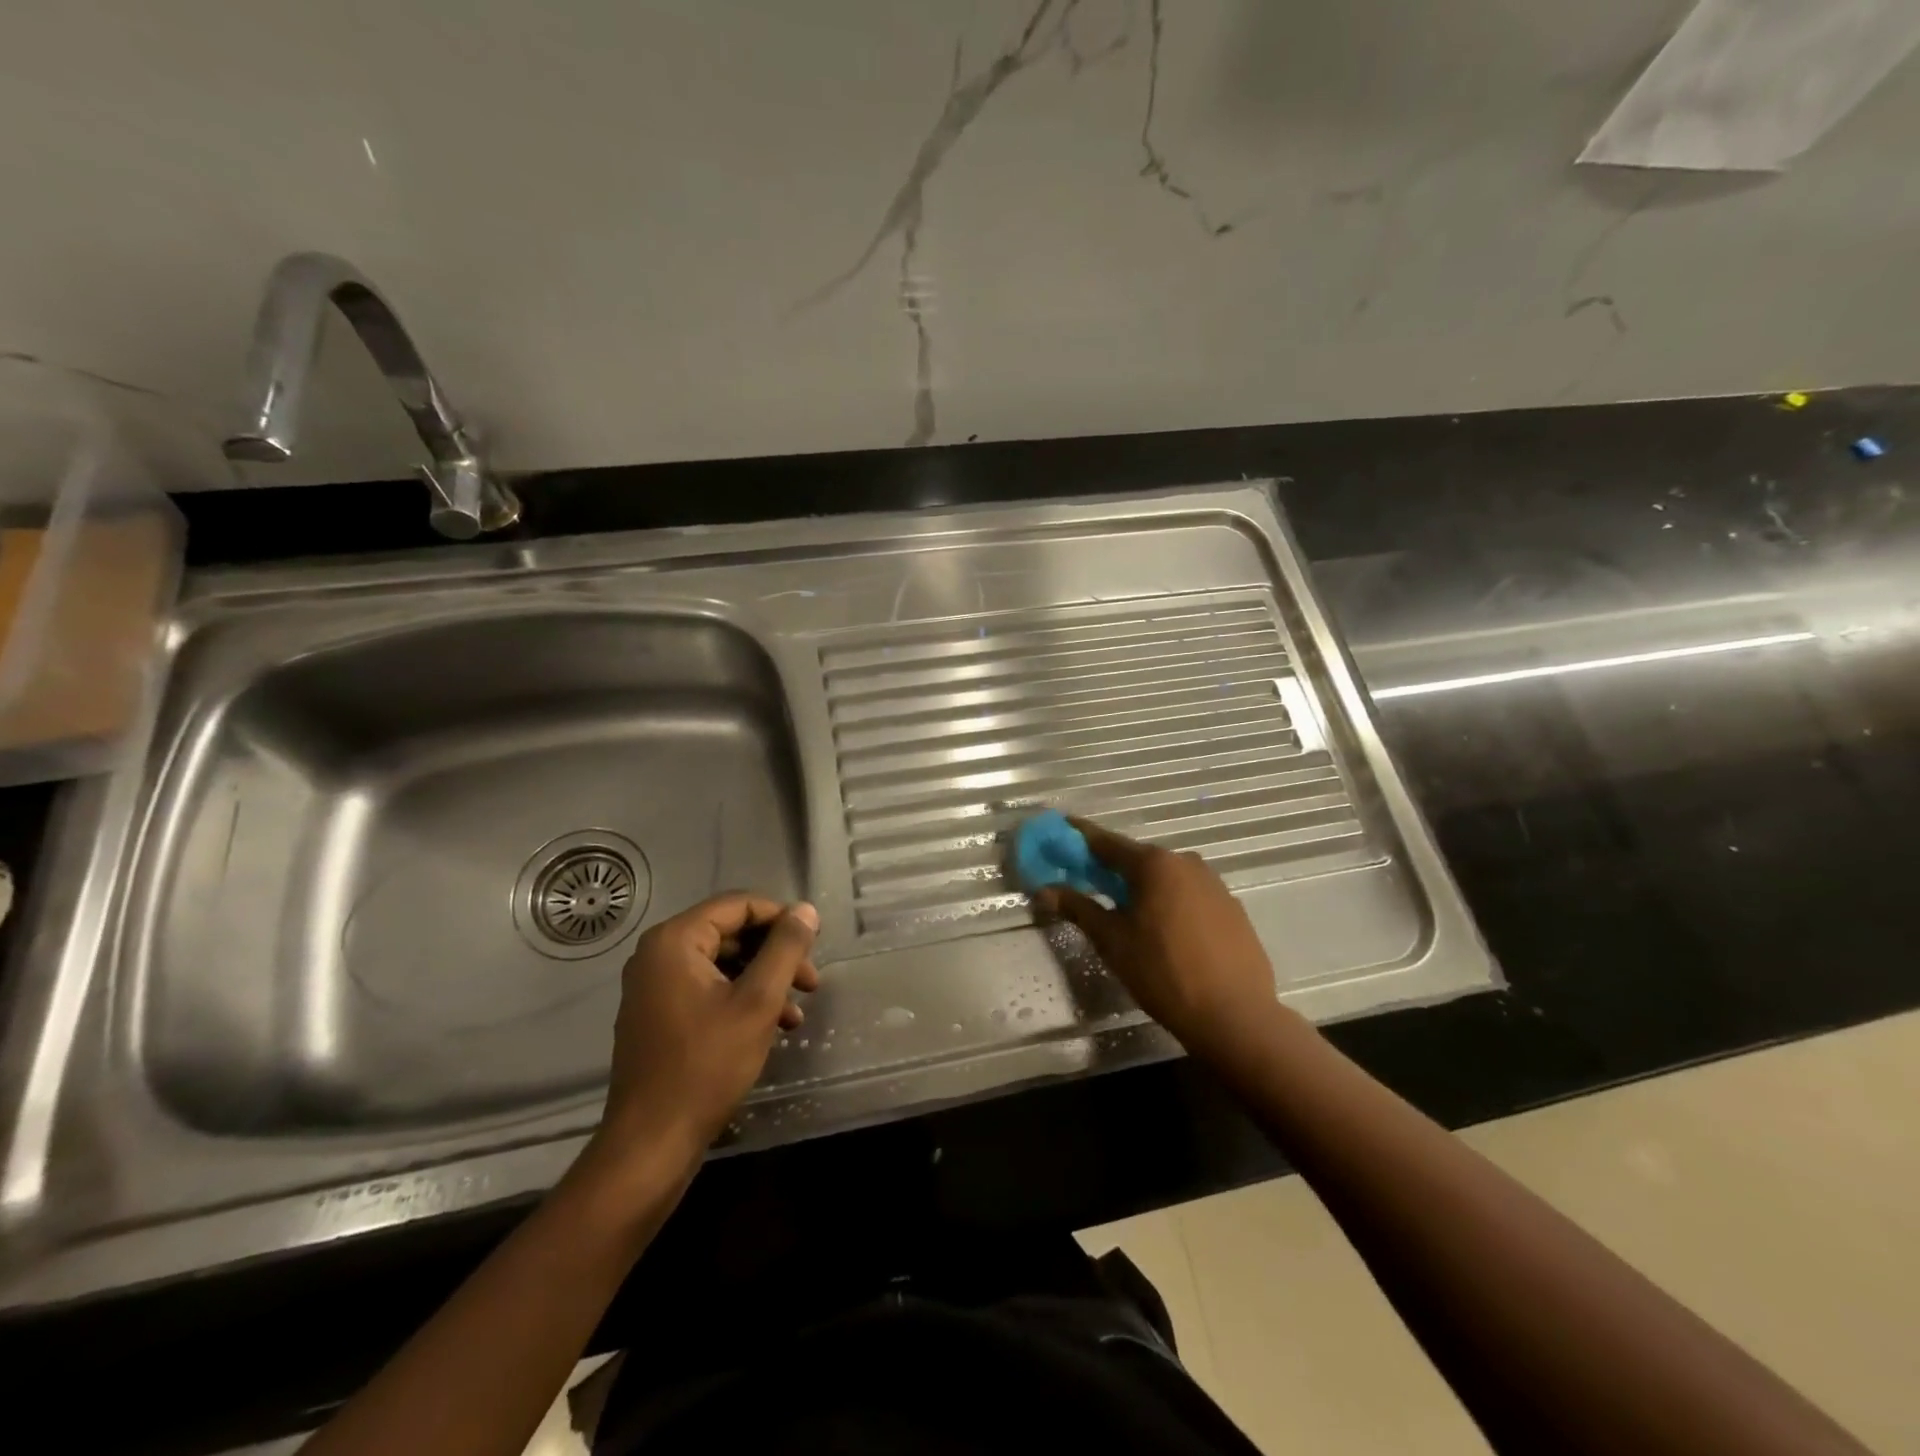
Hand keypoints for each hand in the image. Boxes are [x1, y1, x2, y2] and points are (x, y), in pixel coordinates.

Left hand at [590, 894, 819, 1175]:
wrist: (651, 1144)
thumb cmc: (706, 1065)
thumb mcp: (758, 1002)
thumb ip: (785, 949)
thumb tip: (806, 910)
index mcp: (675, 940)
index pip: (738, 905)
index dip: (781, 918)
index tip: (815, 944)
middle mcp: (658, 954)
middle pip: (731, 933)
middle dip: (775, 954)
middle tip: (811, 982)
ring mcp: (654, 987)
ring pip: (723, 964)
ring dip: (764, 980)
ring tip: (797, 1012)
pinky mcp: (658, 1015)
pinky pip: (708, 989)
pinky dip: (742, 999)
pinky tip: (773, 1027)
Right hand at [1033, 819, 1279, 1059]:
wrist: (1235, 1015)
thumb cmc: (1163, 973)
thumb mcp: (1112, 941)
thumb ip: (1078, 908)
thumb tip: (1045, 891)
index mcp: (1154, 864)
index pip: (1105, 842)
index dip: (1079, 838)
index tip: (1060, 831)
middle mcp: (1186, 862)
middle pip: (1138, 859)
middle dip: (1111, 868)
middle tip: (1087, 882)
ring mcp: (1214, 884)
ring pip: (1166, 878)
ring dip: (1143, 887)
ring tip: (1126, 912)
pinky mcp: (1232, 908)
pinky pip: (1189, 895)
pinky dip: (1170, 903)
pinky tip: (1164, 931)